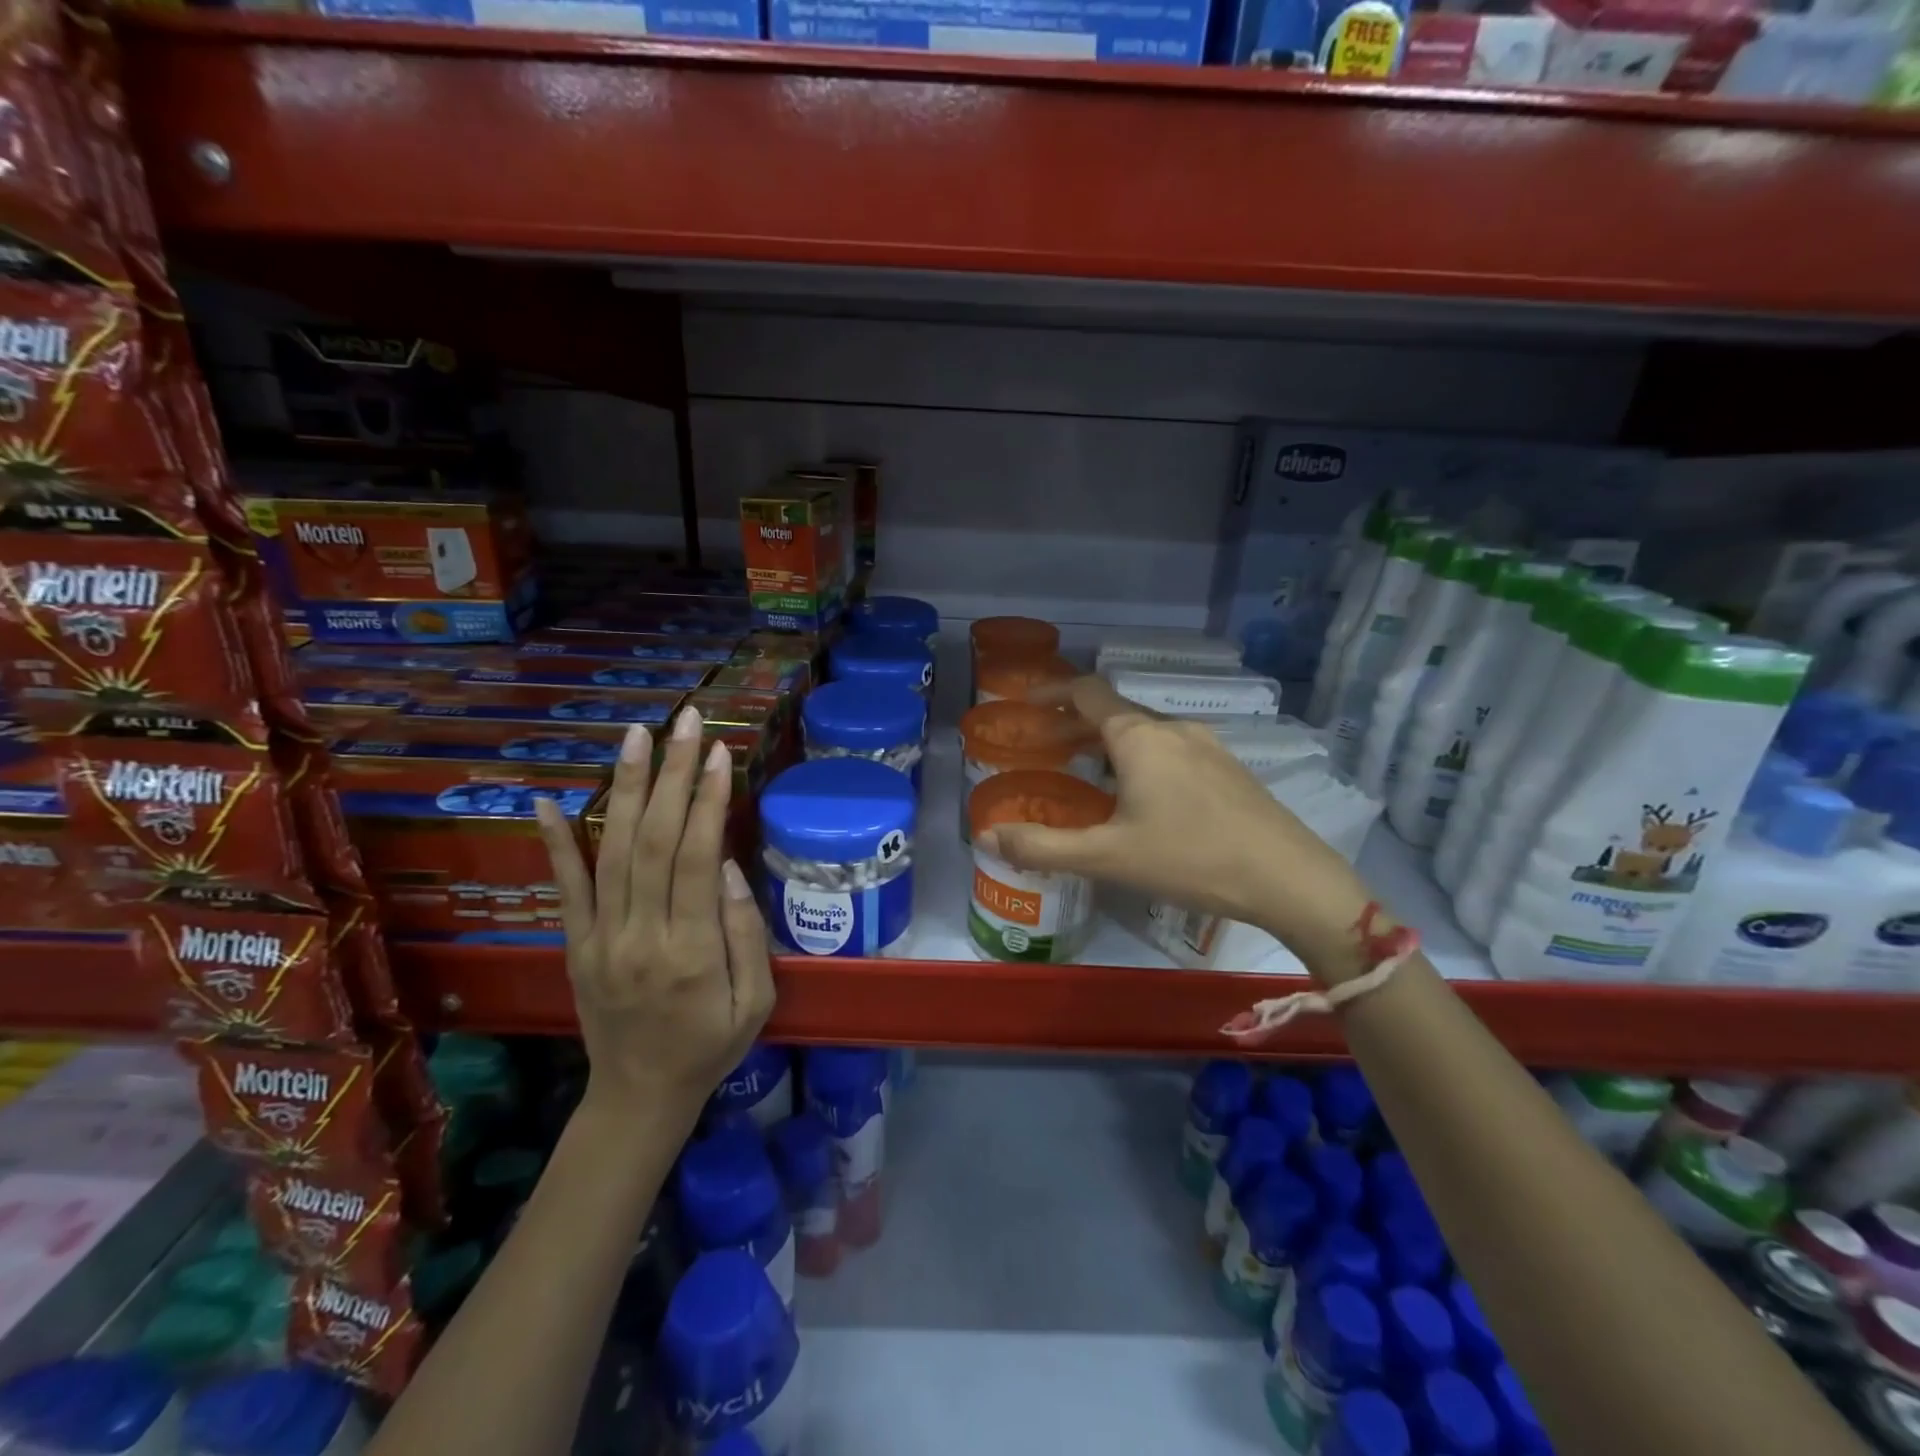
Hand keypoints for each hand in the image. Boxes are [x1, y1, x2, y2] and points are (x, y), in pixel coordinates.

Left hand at [535, 707, 774, 1124]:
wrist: (639, 1095)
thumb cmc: (711, 1046)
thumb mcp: (756, 1001)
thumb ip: (745, 933)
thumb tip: (728, 865)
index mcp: (692, 952)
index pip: (698, 859)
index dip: (708, 801)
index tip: (719, 753)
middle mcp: (640, 936)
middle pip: (656, 841)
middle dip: (673, 775)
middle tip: (686, 722)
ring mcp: (601, 938)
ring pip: (614, 850)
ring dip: (626, 788)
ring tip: (637, 736)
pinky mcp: (576, 943)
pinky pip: (566, 886)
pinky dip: (556, 841)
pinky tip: (549, 799)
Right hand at [976, 677, 1374, 981]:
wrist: (1290, 877)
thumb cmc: (1191, 859)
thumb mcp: (1108, 857)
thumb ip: (1043, 847)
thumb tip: (987, 837)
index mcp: (1139, 737)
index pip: (1087, 691)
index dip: (1052, 691)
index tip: (1026, 703)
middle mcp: (1173, 729)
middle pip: (1114, 712)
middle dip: (1074, 725)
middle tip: (1045, 749)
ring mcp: (1207, 746)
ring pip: (1145, 733)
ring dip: (1108, 744)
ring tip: (1088, 775)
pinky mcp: (1229, 769)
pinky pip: (1171, 750)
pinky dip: (1140, 758)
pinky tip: (1142, 798)